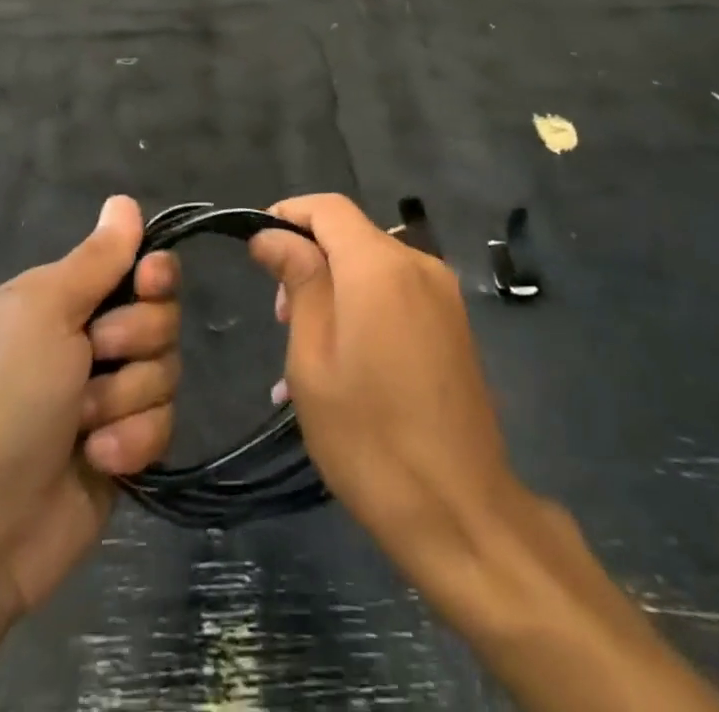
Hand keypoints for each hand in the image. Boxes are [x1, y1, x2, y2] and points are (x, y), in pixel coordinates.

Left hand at [0, 197, 178, 612]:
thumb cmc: (9, 399)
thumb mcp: (46, 312)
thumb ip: (96, 258)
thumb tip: (125, 200)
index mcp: (64, 300)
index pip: (137, 265)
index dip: (153, 273)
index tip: (148, 282)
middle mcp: (90, 339)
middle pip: (161, 316)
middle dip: (134, 341)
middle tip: (94, 359)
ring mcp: (111, 393)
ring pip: (167, 370)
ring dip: (127, 398)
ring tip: (86, 425)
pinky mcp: (128, 443)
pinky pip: (164, 422)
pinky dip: (133, 440)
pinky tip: (99, 458)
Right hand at [251, 194, 516, 579]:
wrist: (462, 512)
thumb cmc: (369, 438)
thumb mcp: (313, 359)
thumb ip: (298, 282)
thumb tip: (272, 235)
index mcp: (379, 265)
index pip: (328, 207)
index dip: (288, 214)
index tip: (256, 245)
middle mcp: (418, 263)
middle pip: (352, 233)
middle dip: (310, 257)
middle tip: (280, 316)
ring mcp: (443, 294)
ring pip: (375, 264)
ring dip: (335, 284)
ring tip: (307, 344)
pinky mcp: (455, 324)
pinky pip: (399, 292)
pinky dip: (365, 304)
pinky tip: (346, 357)